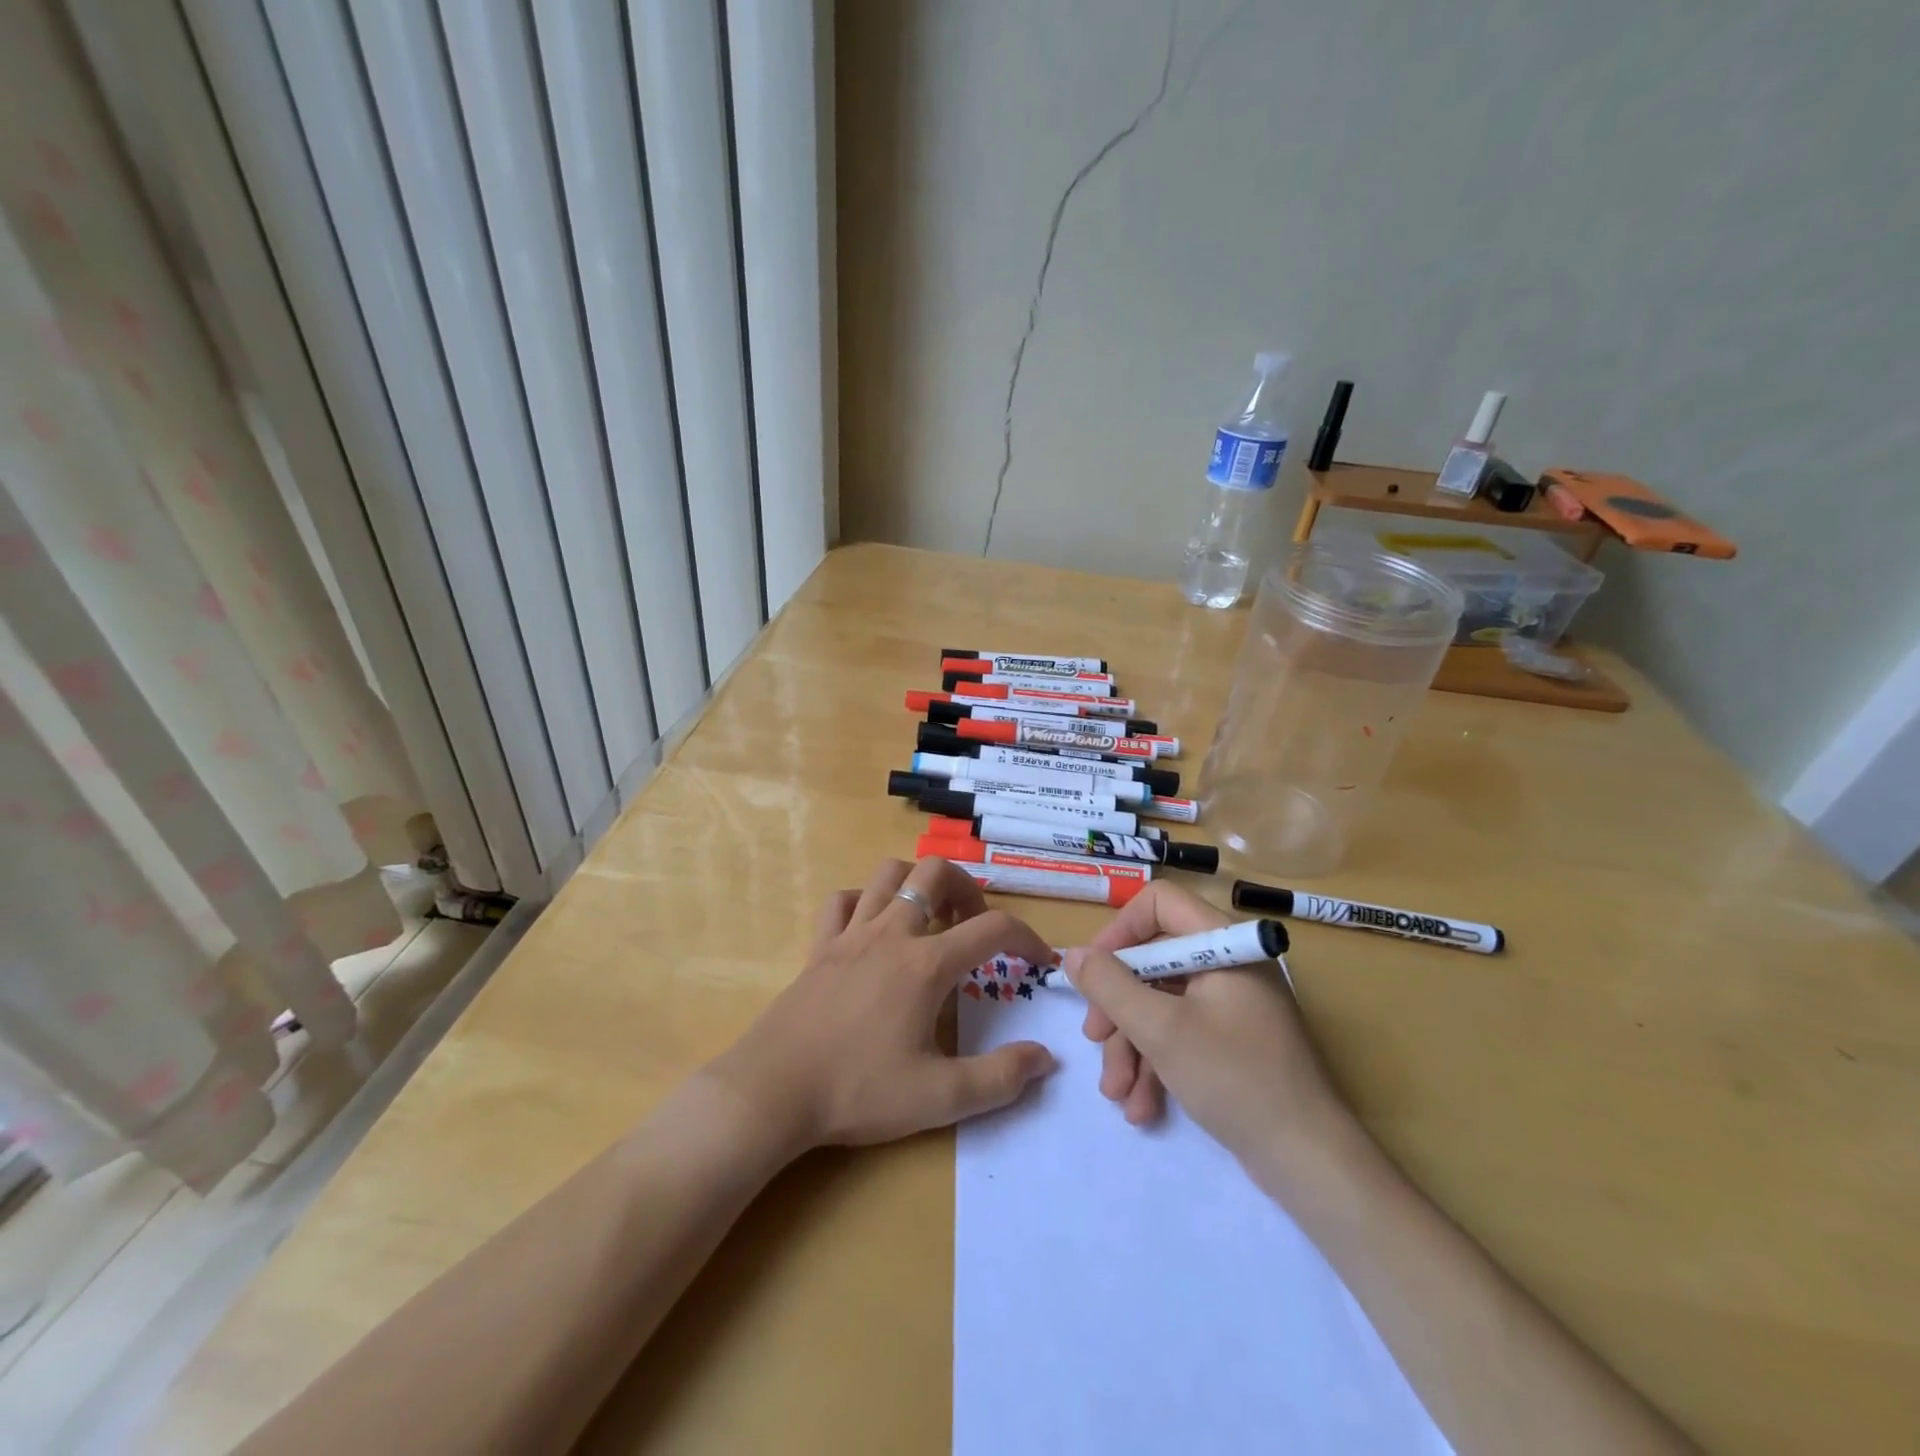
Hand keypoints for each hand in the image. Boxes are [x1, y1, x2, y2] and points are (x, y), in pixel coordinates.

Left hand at [705, 857, 1057, 1154]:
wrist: (773, 1091)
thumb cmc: (858, 1091)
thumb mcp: (940, 1098)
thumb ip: (1000, 1079)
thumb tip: (1046, 1058)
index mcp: (926, 964)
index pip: (993, 928)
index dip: (1027, 938)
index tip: (1040, 962)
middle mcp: (892, 933)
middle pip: (936, 873)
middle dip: (967, 888)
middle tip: (975, 925)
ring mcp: (850, 934)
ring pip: (887, 874)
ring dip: (916, 882)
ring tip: (930, 916)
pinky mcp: (819, 947)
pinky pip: (841, 901)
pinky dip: (863, 901)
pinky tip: (872, 928)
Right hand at [1063, 883, 1351, 1176]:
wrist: (1309, 1162)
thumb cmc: (1235, 1078)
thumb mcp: (1160, 1030)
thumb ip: (1110, 986)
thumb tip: (1073, 956)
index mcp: (1223, 944)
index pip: (1160, 903)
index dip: (1120, 931)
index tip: (1094, 971)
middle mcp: (1228, 965)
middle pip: (1154, 961)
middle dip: (1118, 1006)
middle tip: (1094, 1039)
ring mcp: (1231, 1006)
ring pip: (1161, 1004)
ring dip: (1131, 1047)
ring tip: (1116, 1093)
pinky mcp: (1231, 1043)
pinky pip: (1181, 1035)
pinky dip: (1156, 1065)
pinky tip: (1141, 1108)